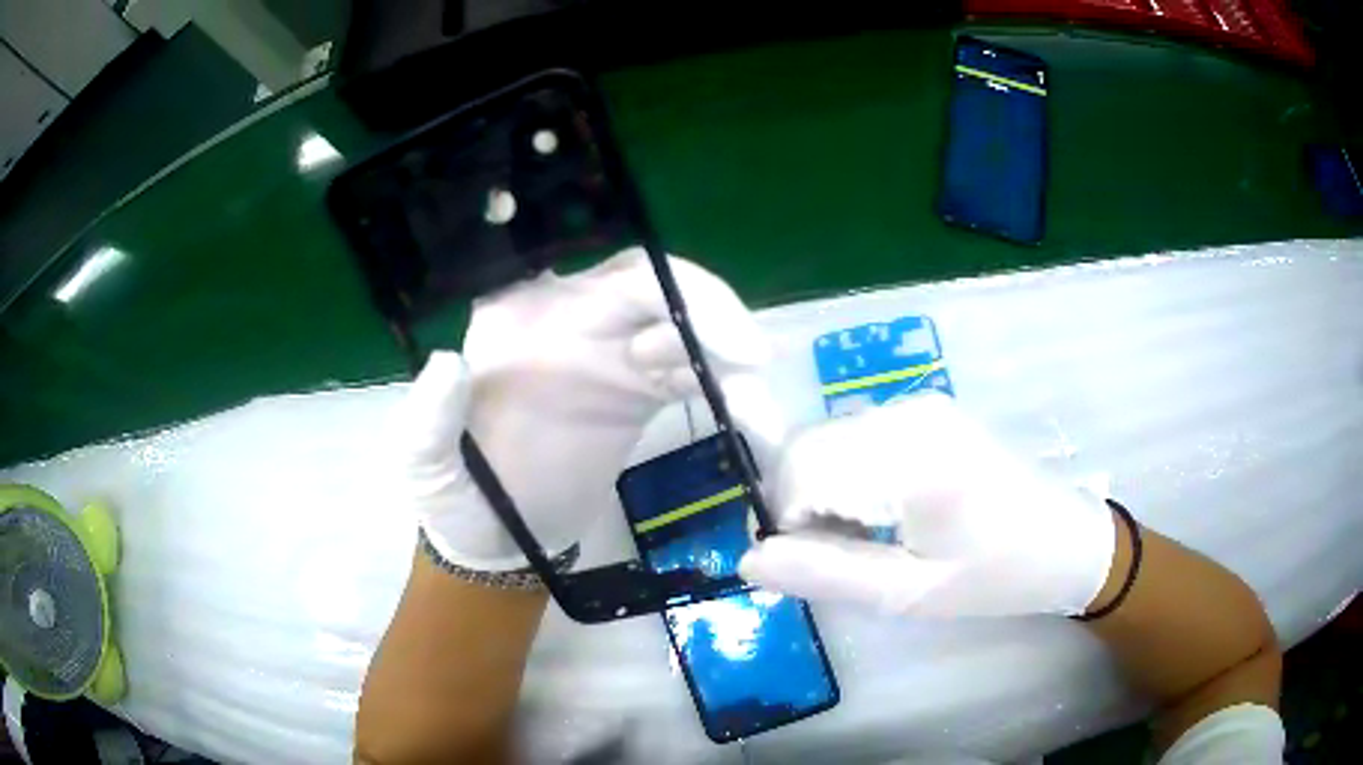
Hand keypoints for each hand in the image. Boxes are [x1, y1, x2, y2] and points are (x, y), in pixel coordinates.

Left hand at [394, 248, 768, 570]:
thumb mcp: (426, 464)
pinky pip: (693, 377)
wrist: (496, 540)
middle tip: (754, 361)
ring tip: (759, 414)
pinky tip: (752, 422)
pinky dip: (729, 394)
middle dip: (713, 316)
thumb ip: (430, 419)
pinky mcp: (637, 395)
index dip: (667, 288)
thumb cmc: (457, 498)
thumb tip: (447, 363)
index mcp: (526, 322)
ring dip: (730, 363)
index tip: (710, 331)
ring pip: (686, 333)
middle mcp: (575, 324)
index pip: (606, 278)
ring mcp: (612, 358)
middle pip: (659, 292)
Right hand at [739, 392, 1115, 616]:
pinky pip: (855, 436)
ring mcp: (919, 405)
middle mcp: (909, 413)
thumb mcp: (910, 593)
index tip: (811, 564)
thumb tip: (747, 562)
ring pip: (827, 440)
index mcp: (912, 457)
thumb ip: (826, 575)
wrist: (1066, 541)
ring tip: (868, 539)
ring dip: (824, 491)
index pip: (800, 467)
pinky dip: (847, 475)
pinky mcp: (925, 410)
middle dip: (801, 504)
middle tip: (840, 557)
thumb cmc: (996, 576)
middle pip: (807, 446)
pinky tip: (884, 510)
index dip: (785, 520)